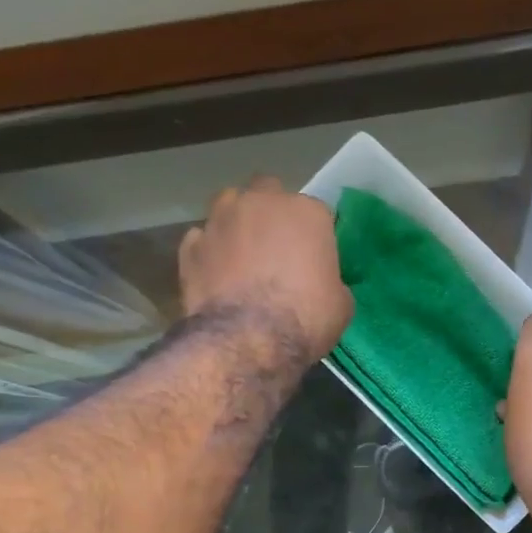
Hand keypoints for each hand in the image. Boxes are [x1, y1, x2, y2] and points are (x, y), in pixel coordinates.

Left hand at [179, 176, 352, 362]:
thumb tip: (322, 283)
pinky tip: (215, 276)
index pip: (316, 213)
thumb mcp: (341, 304)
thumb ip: (330, 280)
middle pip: (267, 192)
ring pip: (228, 206)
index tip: (314, 258)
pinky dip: (209, 252)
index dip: (315, 236)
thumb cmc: (305, 319)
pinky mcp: (190, 246)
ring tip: (241, 256)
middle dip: (271, 213)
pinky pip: (202, 240)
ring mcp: (220, 220)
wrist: (247, 340)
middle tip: (276, 247)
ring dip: (236, 223)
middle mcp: (261, 203)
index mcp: (306, 212)